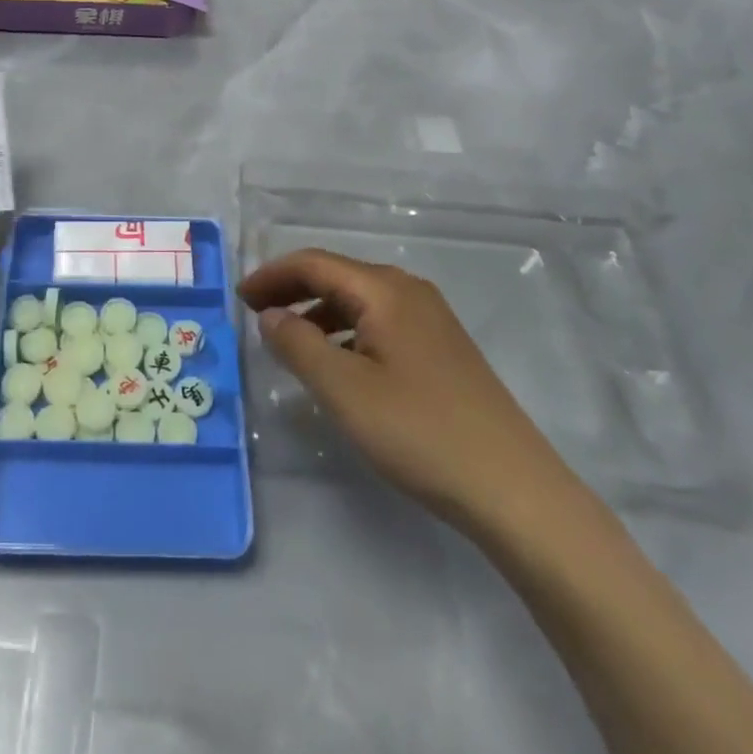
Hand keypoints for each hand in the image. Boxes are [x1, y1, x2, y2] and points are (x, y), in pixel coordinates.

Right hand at [241, 250, 576, 536]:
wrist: (514, 490)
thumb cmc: (420, 432)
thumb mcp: (344, 390)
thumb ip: (298, 345)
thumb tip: (270, 314)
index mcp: (385, 290)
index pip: (315, 263)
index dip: (272, 275)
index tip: (238, 297)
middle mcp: (409, 293)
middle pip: (338, 276)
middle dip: (292, 290)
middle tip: (254, 312)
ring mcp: (431, 321)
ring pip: (359, 302)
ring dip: (318, 313)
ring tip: (288, 340)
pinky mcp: (442, 351)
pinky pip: (379, 324)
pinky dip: (346, 333)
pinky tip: (337, 364)